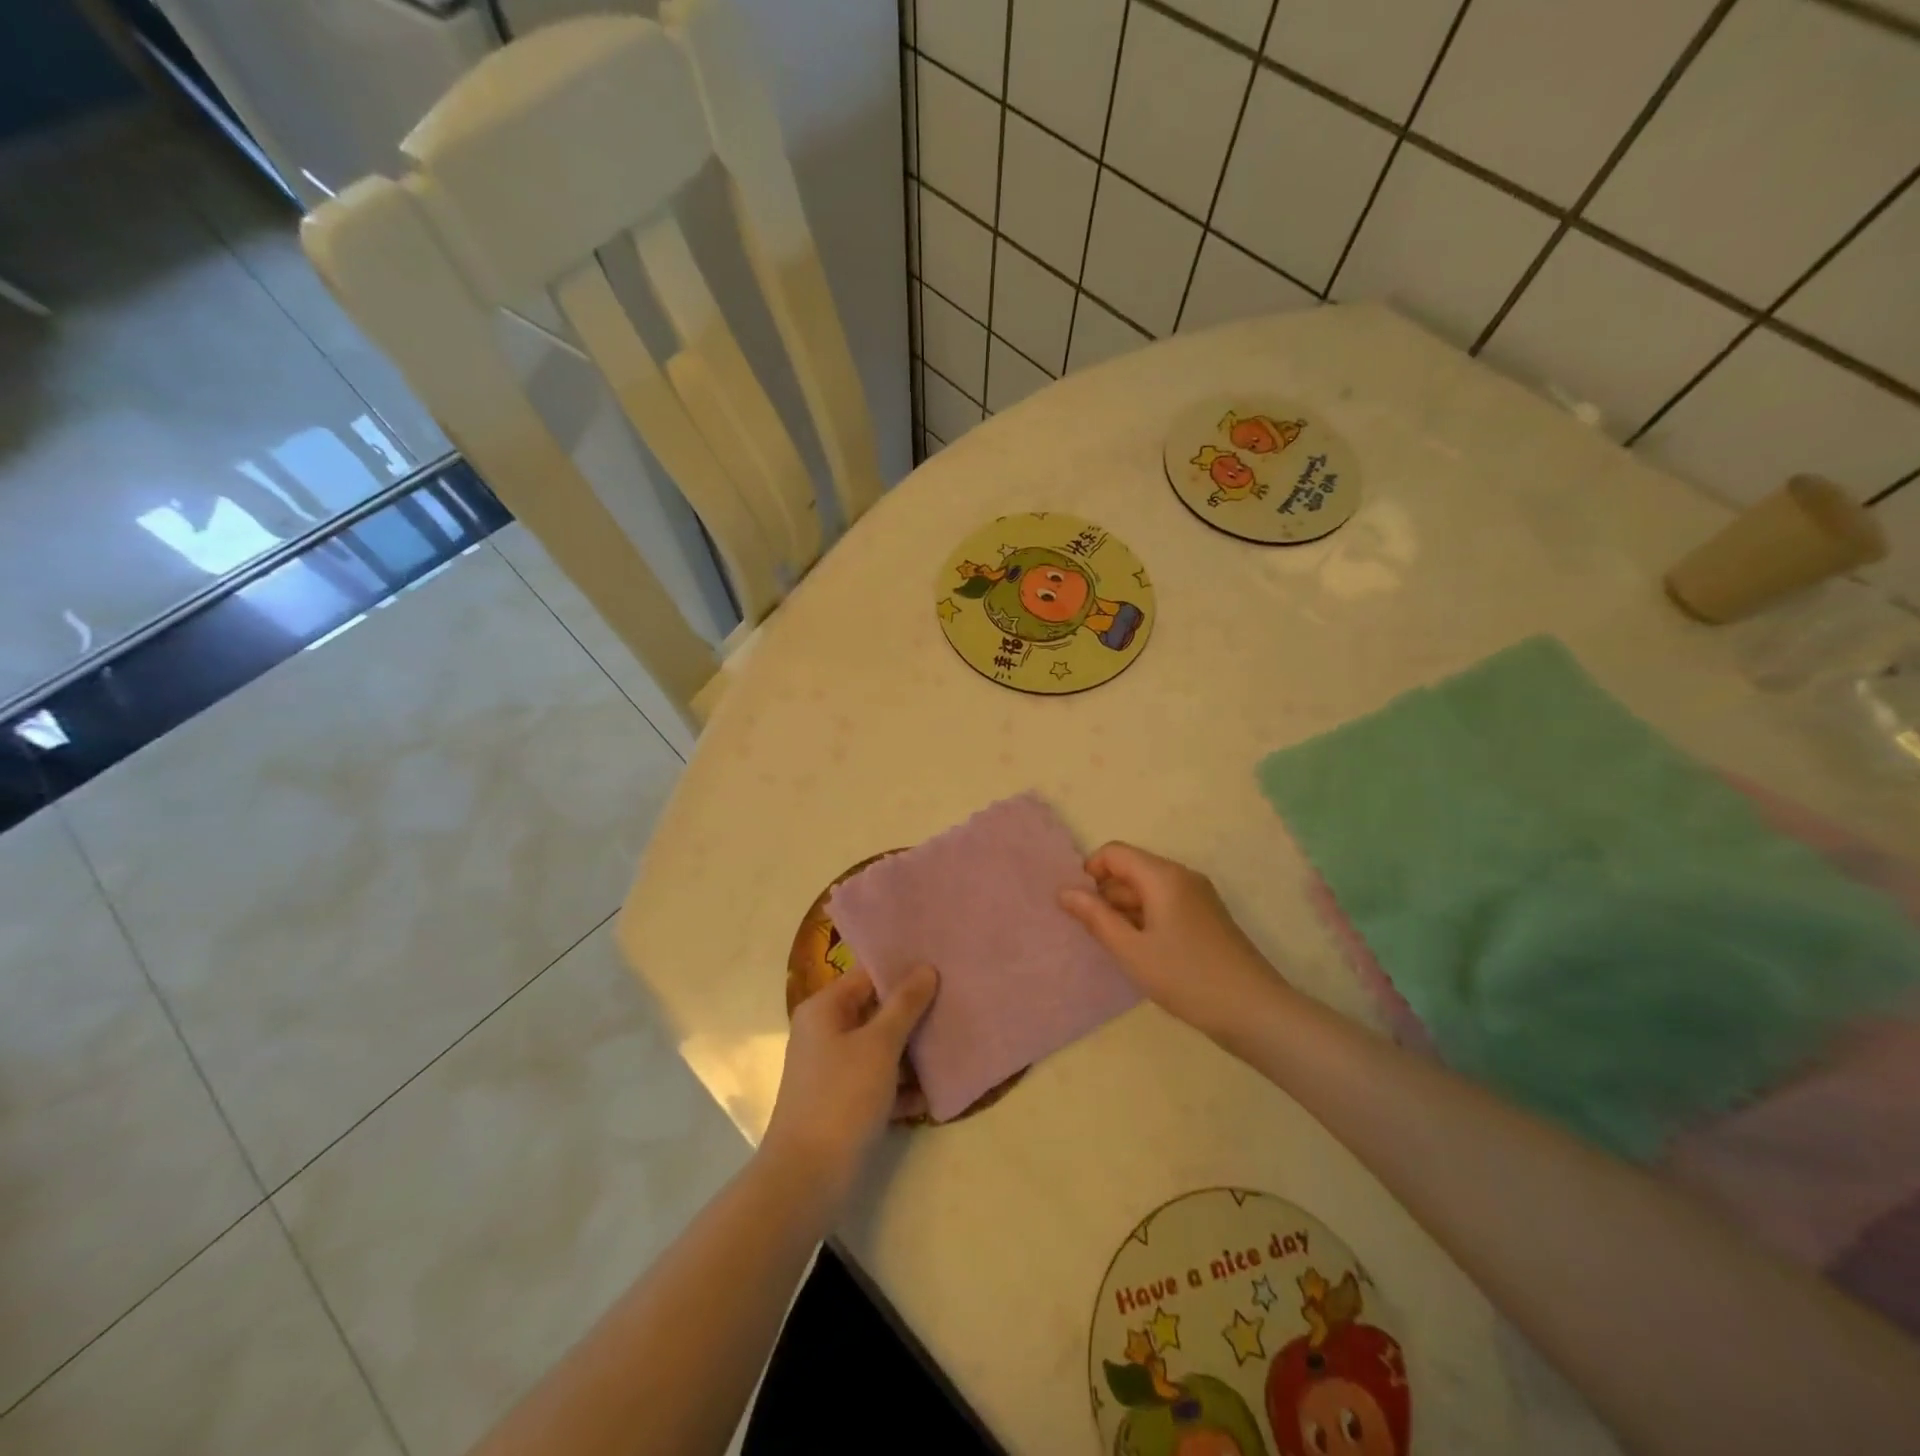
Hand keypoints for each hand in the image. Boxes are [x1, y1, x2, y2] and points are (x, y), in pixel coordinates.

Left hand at [762, 965, 937, 1202]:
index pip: (867, 975)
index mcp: (825, 1009)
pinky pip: (879, 1081)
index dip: (903, 971)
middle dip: (914, 1012)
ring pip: (881, 1048)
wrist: (807, 1178)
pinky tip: (937, 1091)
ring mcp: (834, 1069)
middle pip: (876, 1011)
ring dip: (913, 1050)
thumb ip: (904, 1005)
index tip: (941, 968)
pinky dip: (903, 1085)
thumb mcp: (879, 1045)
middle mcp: (825, 1032)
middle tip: (955, 1003)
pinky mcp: (844, 1102)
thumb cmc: (842, 1098)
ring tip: (954, 1044)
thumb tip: (926, 968)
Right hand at [1060, 842, 1288, 1039]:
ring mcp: (1198, 896)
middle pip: (1132, 869)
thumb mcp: (1132, 951)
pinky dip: (1146, 919)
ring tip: (1115, 947)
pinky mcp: (1207, 917)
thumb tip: (1064, 891)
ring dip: (1125, 910)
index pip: (1114, 853)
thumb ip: (1096, 918)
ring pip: (1148, 889)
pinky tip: (1142, 953)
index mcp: (1163, 876)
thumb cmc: (1187, 978)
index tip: (1078, 907)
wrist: (1255, 1011)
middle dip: (1106, 894)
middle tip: (1092, 933)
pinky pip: (1166, 904)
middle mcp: (1182, 876)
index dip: (1090, 872)